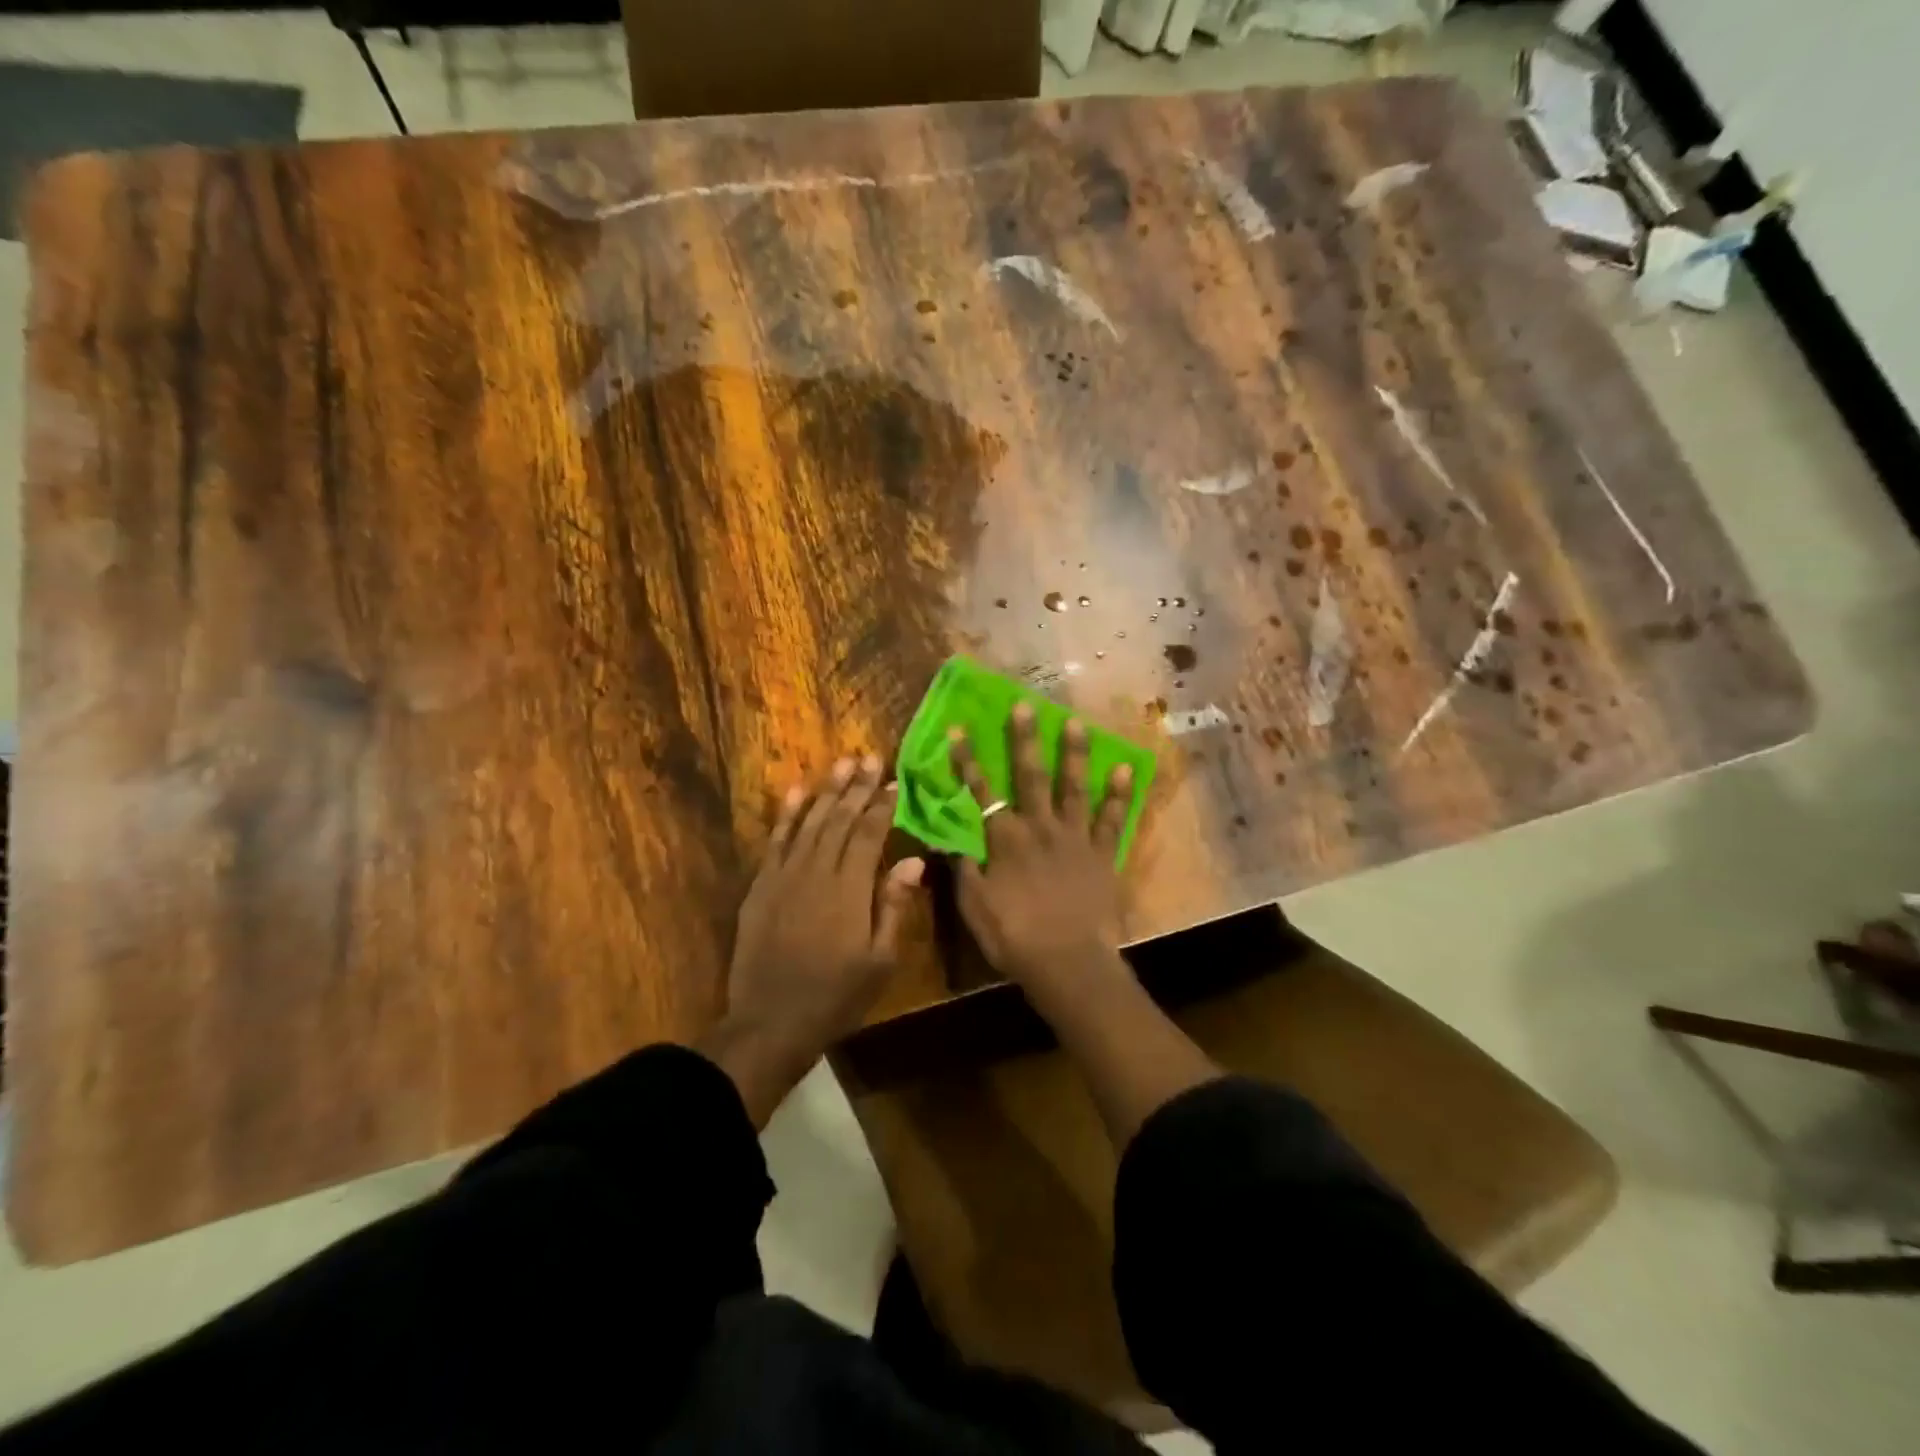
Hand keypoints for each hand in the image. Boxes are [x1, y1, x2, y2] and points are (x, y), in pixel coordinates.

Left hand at [708, 756, 922, 1123]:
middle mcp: (817, 871)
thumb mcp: (880, 960)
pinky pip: (775, 841)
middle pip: (841, 820)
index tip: (894, 782)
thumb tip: (913, 860)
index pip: (869, 835)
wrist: (770, 1022)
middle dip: (857, 787)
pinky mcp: (761, 885)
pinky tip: (797, 792)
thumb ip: (893, 905)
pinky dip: (787, 815)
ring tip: (841, 764)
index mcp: (850, 889)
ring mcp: (785, 876)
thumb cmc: (836, 996)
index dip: (882, 806)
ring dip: (827, 791)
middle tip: (870, 757)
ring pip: (810, 823)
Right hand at [948, 705, 1136, 1009]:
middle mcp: (1039, 827)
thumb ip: (962, 868)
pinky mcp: (1102, 853)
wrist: (1067, 962)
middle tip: (1024, 705)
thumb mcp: (973, 906)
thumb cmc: (1013, 936)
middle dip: (1024, 738)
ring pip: (1073, 787)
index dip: (967, 760)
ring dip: (1074, 753)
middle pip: (1029, 775)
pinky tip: (1126, 768)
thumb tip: (948, 838)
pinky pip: (1112, 819)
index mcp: (1004, 839)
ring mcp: (1074, 837)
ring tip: (1077, 722)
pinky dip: (1119, 794)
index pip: (980, 790)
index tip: (959, 729)